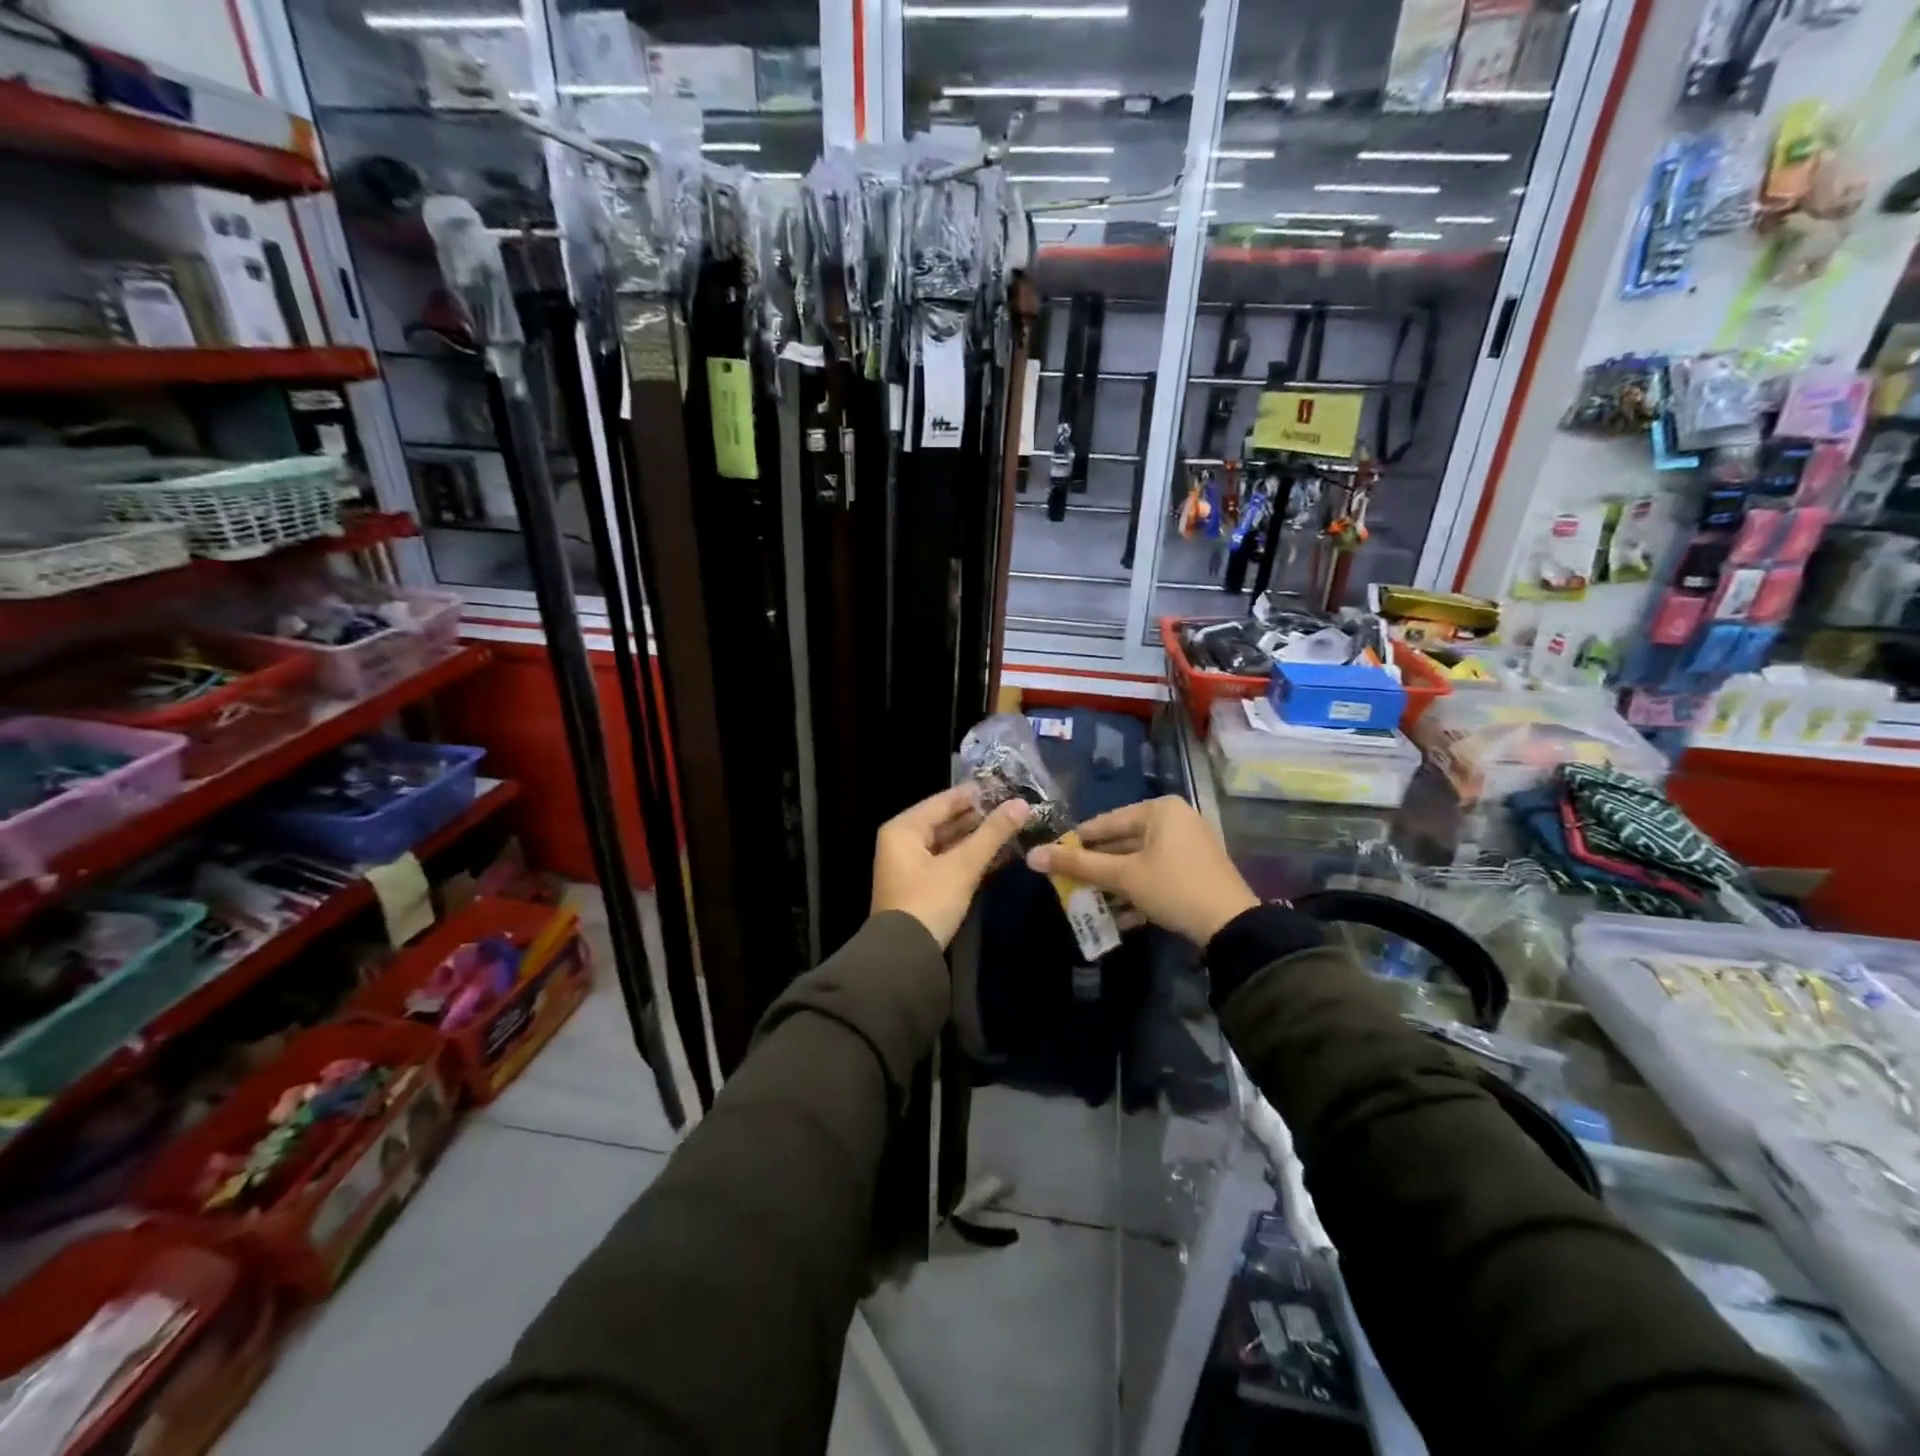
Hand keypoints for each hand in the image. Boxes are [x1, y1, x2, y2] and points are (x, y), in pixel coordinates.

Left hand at [872, 785, 1031, 947]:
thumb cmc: (929, 901)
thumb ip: (992, 834)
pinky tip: (998, 856)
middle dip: (980, 817)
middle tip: (1015, 809)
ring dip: (977, 839)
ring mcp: (909, 865)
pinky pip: (948, 861)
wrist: (904, 957)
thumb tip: (1022, 804)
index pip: (944, 801)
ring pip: (949, 842)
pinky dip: (969, 858)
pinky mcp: (920, 886)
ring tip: (1012, 829)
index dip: (976, 794)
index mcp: (903, 829)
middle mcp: (902, 841)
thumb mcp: (963, 866)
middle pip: (946, 821)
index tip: (1008, 787)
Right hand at [1025, 796, 1258, 945]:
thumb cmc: (1172, 887)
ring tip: (1087, 903)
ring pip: (1138, 862)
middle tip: (1067, 884)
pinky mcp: (1195, 870)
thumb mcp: (1122, 876)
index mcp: (1159, 810)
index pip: (1105, 822)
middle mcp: (1175, 820)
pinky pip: (1155, 874)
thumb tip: (1033, 856)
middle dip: (1096, 868)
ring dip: (1113, 885)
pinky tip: (1118, 917)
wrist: (1232, 925)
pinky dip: (1136, 892)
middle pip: (1122, 842)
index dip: (1076, 842)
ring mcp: (1188, 845)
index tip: (1052, 859)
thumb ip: (1077, 865)